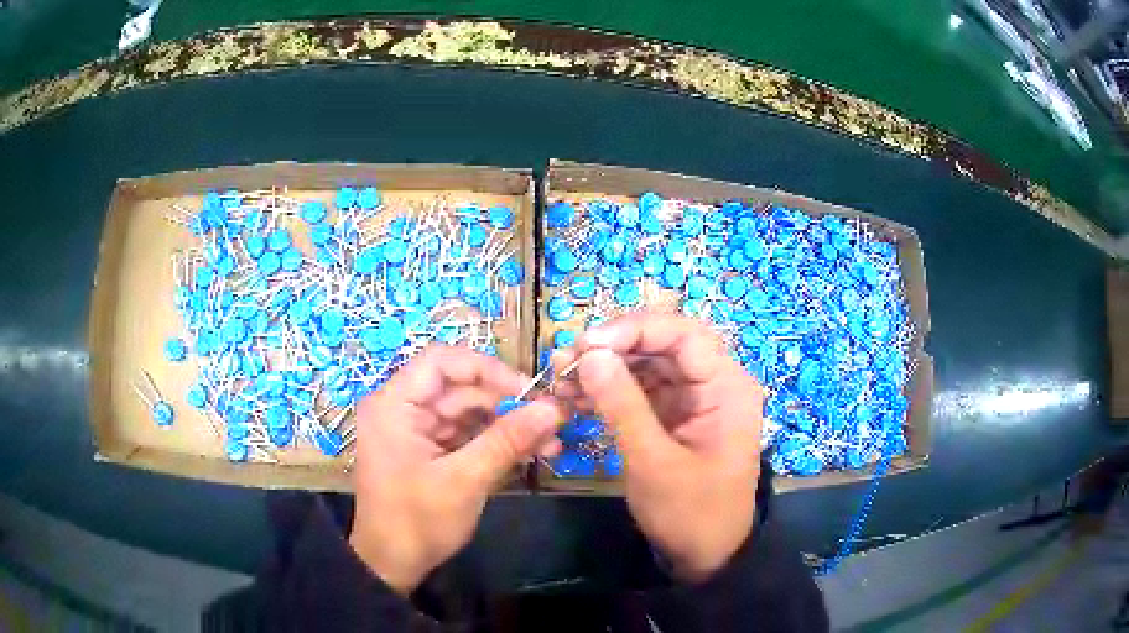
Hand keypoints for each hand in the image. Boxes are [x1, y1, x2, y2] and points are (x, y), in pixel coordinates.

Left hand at [349, 346, 564, 594]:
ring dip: (507, 426)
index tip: (528, 390)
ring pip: (468, 413)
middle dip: (507, 405)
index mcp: (395, 405)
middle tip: (553, 421)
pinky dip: (495, 443)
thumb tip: (553, 408)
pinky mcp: (428, 451)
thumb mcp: (465, 480)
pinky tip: (529, 454)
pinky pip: (465, 435)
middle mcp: (402, 409)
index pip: (443, 362)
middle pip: (460, 389)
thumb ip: (508, 440)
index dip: (488, 369)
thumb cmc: (418, 522)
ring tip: (550, 444)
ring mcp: (415, 431)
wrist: (392, 566)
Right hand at [552, 313, 762, 582]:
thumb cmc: (690, 513)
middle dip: (613, 349)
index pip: (683, 335)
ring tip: (561, 381)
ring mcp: (694, 400)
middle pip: (662, 346)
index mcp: (727, 388)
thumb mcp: (653, 462)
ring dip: (605, 370)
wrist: (706, 556)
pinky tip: (576, 399)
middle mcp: (714, 384)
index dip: (634, 330)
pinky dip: (610, 393)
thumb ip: (623, 405)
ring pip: (647, 366)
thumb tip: (590, 354)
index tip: (586, 344)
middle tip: (565, 361)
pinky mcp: (675, 416)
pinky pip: (641, 391)